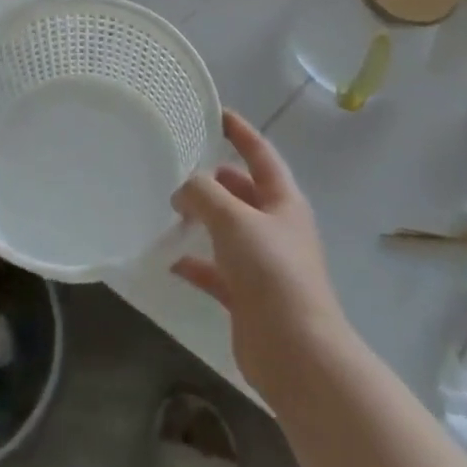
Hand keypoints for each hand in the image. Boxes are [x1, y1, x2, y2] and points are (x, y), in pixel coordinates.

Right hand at [172, 111, 347, 397]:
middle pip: (242, 191)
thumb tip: (183, 188)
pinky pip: (215, 271)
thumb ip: (204, 193)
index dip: (240, 131)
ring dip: (202, 218)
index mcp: (283, 202)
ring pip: (227, 229)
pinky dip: (195, 263)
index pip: (260, 154)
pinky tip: (169, 259)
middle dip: (214, 177)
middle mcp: (275, 228)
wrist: (297, 354)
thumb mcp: (234, 220)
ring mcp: (262, 264)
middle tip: (179, 164)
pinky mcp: (247, 296)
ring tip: (169, 208)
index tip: (216, 112)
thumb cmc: (272, 273)